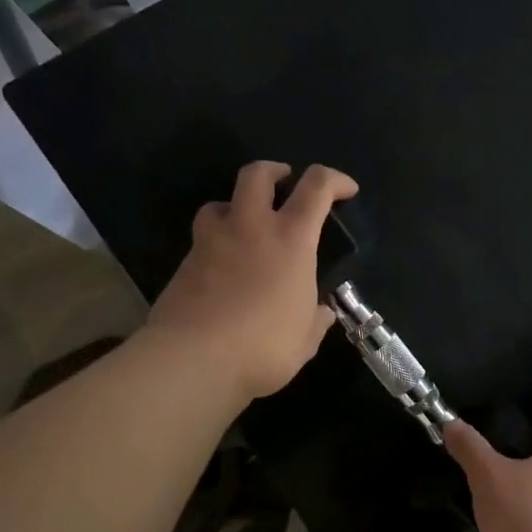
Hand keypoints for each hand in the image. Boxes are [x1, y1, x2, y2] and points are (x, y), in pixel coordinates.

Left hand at [146, 161, 358, 400]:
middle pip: (258, 174)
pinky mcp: (184, 264)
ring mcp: (211, 242)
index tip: (347, 190)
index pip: (317, 187)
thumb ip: (315, 320)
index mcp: (291, 239)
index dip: (336, 180)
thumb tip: (321, 312)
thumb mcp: (305, 339)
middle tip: (285, 183)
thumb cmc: (264, 346)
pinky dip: (216, 244)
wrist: (193, 359)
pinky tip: (223, 270)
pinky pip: (202, 240)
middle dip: (275, 171)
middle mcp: (251, 228)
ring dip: (236, 206)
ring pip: (219, 202)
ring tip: (245, 227)